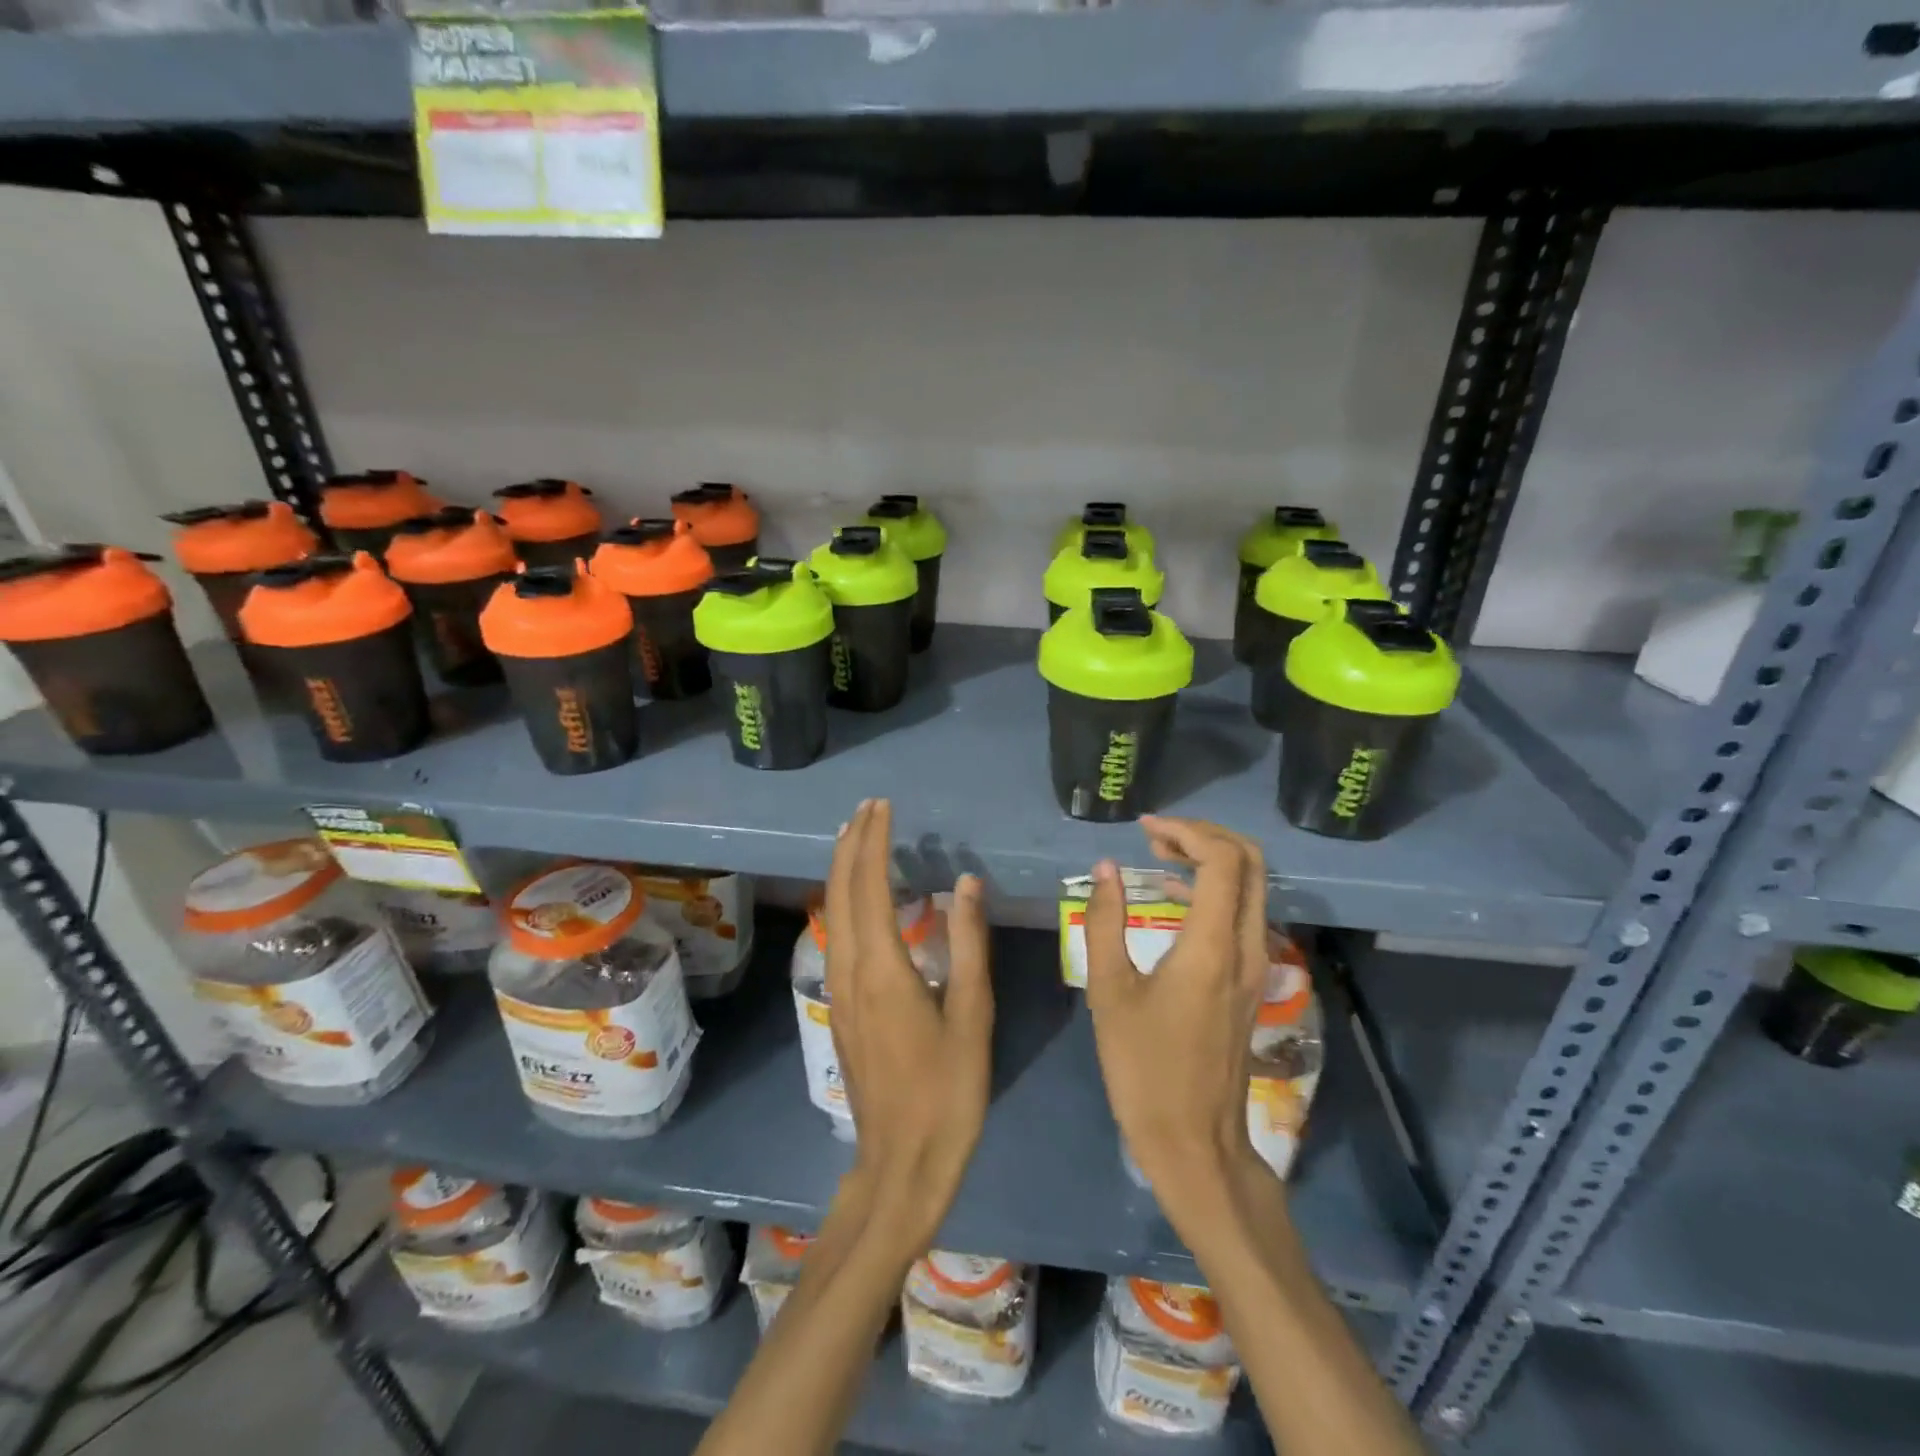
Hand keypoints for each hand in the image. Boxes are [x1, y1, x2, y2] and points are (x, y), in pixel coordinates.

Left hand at [823, 799, 993, 1259]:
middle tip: (869, 808)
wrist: (902, 1161)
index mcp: (883, 967)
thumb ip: (969, 943)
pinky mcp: (840, 1005)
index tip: (883, 807)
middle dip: (851, 843)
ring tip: (856, 836)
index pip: (871, 885)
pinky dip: (843, 899)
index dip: (874, 842)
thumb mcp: (973, 1014)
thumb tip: (966, 882)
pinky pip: (835, 932)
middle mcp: (850, 968)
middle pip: (841, 890)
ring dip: (843, 868)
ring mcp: (838, 988)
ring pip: (832, 911)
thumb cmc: (948, 1090)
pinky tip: (857, 896)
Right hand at [1083, 817, 1272, 1230]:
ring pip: (1251, 886)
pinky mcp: (1251, 981)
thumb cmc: (1144, 1068)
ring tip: (1158, 853)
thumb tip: (1106, 869)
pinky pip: (1243, 913)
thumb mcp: (1109, 992)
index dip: (1186, 831)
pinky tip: (1172, 894)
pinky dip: (1214, 888)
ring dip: (1211, 859)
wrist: (1194, 1141)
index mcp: (1213, 946)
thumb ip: (1105, 923)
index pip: (1223, 860)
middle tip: (1156, 835)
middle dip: (1205, 835)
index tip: (1145, 828)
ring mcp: (1256, 964)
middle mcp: (1247, 946)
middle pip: (1250, 862)